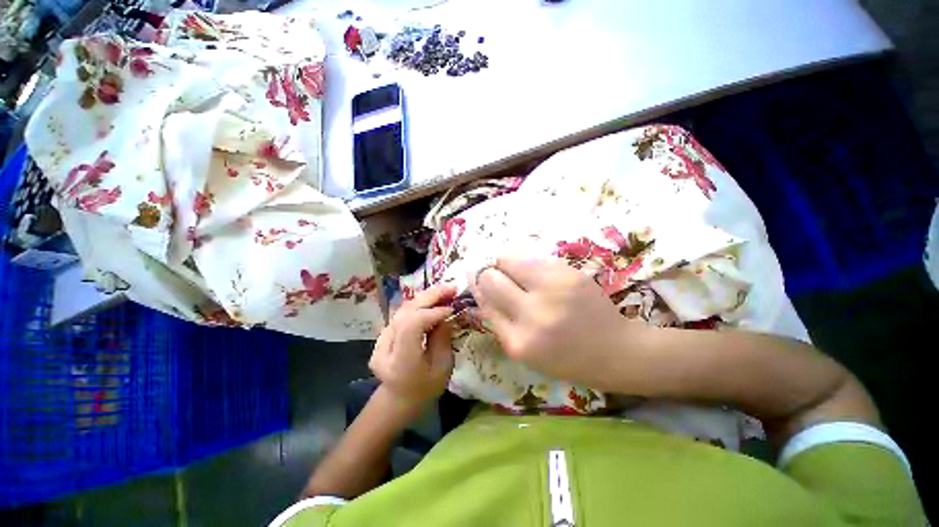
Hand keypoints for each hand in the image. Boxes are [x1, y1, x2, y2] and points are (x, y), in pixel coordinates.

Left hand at [369, 285, 456, 410]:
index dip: (432, 313)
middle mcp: (385, 348)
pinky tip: (432, 299)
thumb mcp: (442, 368)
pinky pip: (402, 313)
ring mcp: (380, 340)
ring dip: (425, 297)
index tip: (451, 309)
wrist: (399, 398)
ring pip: (403, 310)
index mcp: (400, 362)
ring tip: (445, 291)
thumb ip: (442, 339)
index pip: (411, 326)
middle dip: (430, 297)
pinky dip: (419, 304)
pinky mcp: (383, 334)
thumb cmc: (426, 388)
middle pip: (406, 313)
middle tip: (451, 288)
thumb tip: (445, 314)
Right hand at [471, 258, 648, 389]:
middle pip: (490, 278)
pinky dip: (526, 263)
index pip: (484, 302)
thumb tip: (478, 290)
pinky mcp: (568, 273)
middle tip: (495, 276)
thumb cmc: (566, 358)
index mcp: (518, 342)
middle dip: (487, 274)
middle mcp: (532, 314)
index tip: (476, 281)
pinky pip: (531, 258)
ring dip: (505, 264)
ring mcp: (552, 290)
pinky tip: (538, 275)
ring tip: (517, 274)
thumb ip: (499, 322)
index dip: (477, 288)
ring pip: (507, 259)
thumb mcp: (525, 352)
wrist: (616, 350)